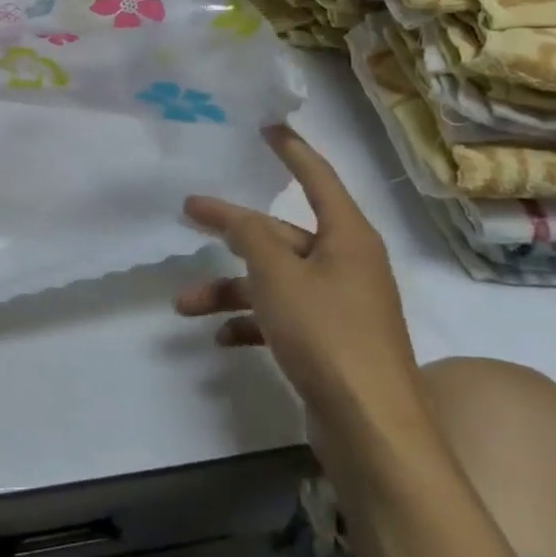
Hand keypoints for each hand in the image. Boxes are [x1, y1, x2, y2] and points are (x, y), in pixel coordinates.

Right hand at [178, 126, 421, 425]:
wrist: (371, 430)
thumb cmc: (327, 335)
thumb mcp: (279, 275)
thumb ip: (249, 235)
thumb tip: (232, 214)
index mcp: (347, 237)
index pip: (318, 177)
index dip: (291, 150)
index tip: (267, 126)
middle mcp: (346, 265)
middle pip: (281, 234)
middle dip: (232, 232)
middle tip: (189, 213)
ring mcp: (338, 306)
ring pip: (274, 281)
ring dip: (229, 289)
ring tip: (184, 304)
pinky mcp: (328, 342)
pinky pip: (281, 318)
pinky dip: (251, 322)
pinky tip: (220, 337)